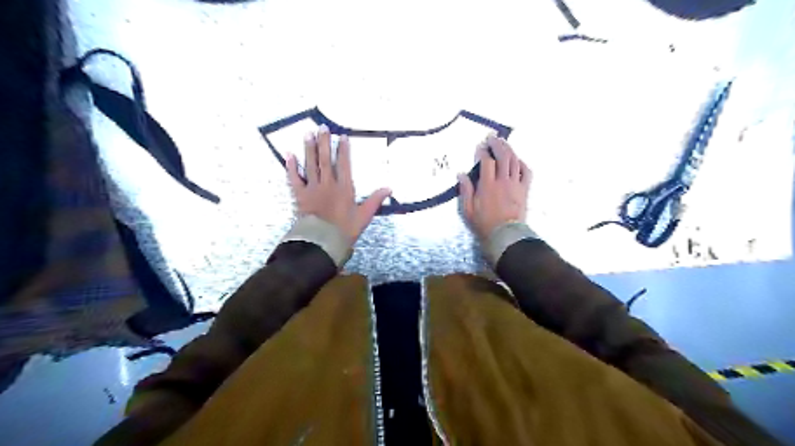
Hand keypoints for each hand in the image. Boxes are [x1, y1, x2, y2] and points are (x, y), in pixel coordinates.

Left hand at [290, 126, 394, 248]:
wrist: (323, 241)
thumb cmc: (345, 229)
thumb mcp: (364, 216)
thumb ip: (375, 200)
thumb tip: (389, 188)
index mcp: (344, 187)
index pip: (344, 164)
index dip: (343, 150)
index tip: (342, 136)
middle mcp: (328, 184)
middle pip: (325, 160)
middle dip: (324, 142)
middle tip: (322, 127)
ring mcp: (312, 188)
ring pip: (310, 164)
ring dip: (309, 149)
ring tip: (308, 134)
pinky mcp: (300, 195)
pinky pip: (294, 178)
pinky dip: (291, 166)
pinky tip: (289, 155)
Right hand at [458, 133, 528, 241]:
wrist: (505, 235)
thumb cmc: (484, 224)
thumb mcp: (468, 210)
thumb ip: (465, 191)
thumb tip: (461, 174)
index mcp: (487, 186)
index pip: (486, 162)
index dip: (483, 152)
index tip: (479, 147)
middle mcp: (503, 181)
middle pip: (502, 156)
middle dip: (497, 144)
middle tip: (492, 138)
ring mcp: (515, 184)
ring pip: (514, 161)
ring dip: (509, 149)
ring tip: (503, 143)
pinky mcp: (524, 190)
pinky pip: (526, 172)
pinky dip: (522, 163)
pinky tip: (517, 159)